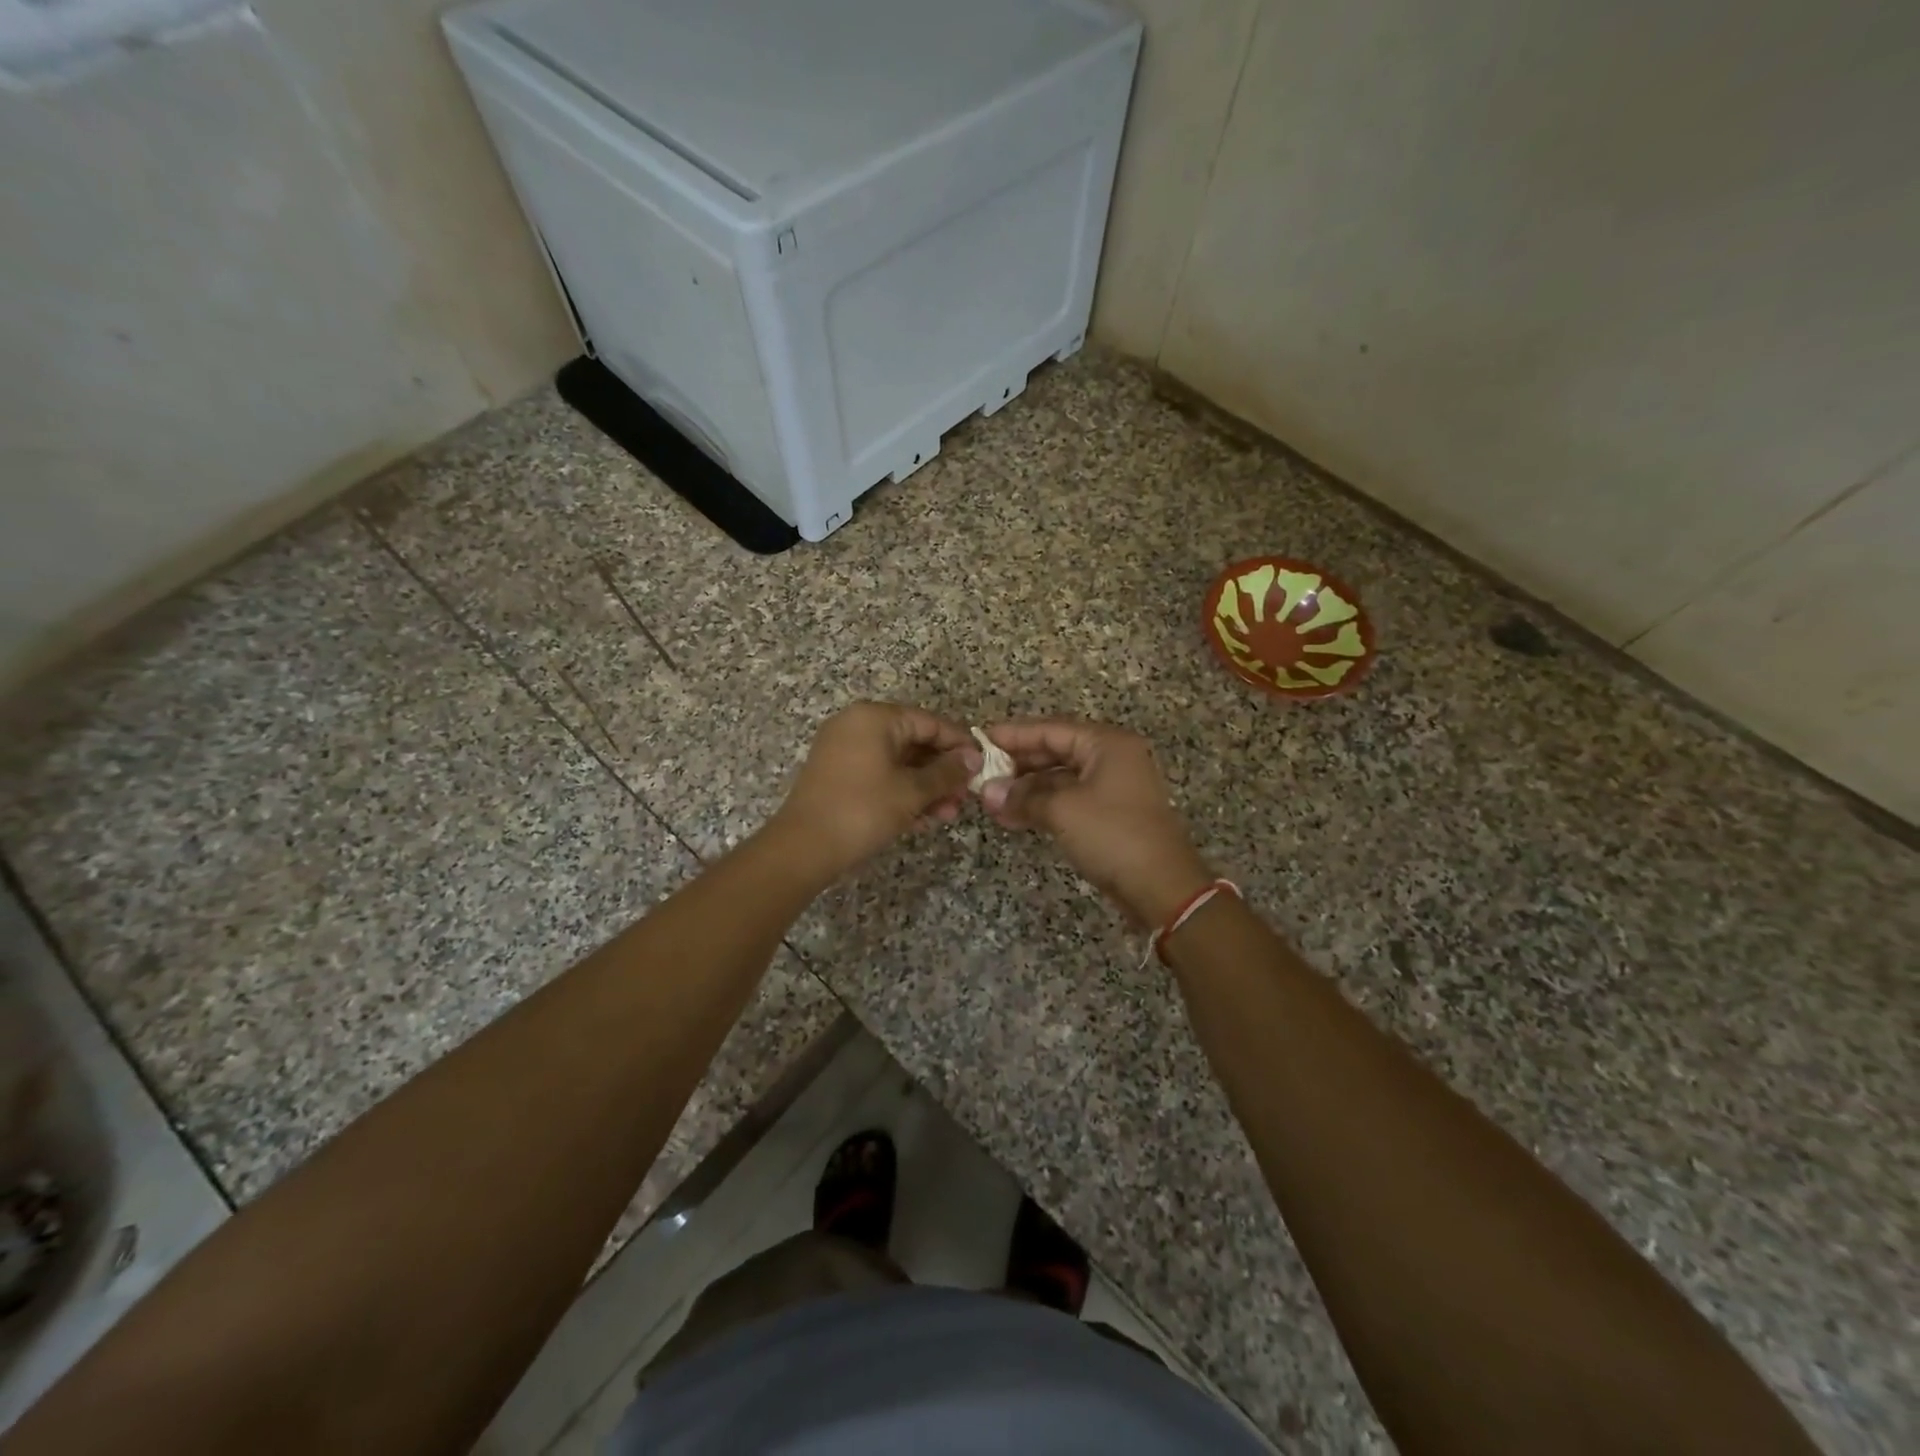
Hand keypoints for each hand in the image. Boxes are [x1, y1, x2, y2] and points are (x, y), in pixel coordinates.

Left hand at [771, 702, 977, 877]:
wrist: (803, 848)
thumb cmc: (862, 810)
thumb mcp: (912, 791)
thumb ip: (947, 772)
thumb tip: (973, 758)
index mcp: (875, 717)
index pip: (930, 722)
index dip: (960, 744)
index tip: (982, 766)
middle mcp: (857, 725)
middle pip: (913, 741)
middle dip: (942, 771)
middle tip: (965, 797)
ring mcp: (843, 749)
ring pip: (897, 762)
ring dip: (925, 787)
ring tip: (947, 814)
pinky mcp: (836, 774)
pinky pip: (878, 774)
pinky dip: (901, 792)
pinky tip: (922, 819)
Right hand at [979, 719, 1213, 927]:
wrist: (1162, 887)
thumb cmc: (1113, 835)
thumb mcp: (1062, 811)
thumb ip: (1022, 797)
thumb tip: (987, 792)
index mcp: (1107, 744)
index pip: (1051, 729)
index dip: (1013, 734)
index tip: (979, 740)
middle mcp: (1112, 758)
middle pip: (1055, 751)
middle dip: (1018, 765)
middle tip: (981, 773)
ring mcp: (1113, 787)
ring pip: (1060, 778)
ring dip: (1027, 789)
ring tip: (991, 801)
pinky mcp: (1110, 814)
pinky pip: (1069, 800)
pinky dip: (1042, 806)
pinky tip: (1014, 816)